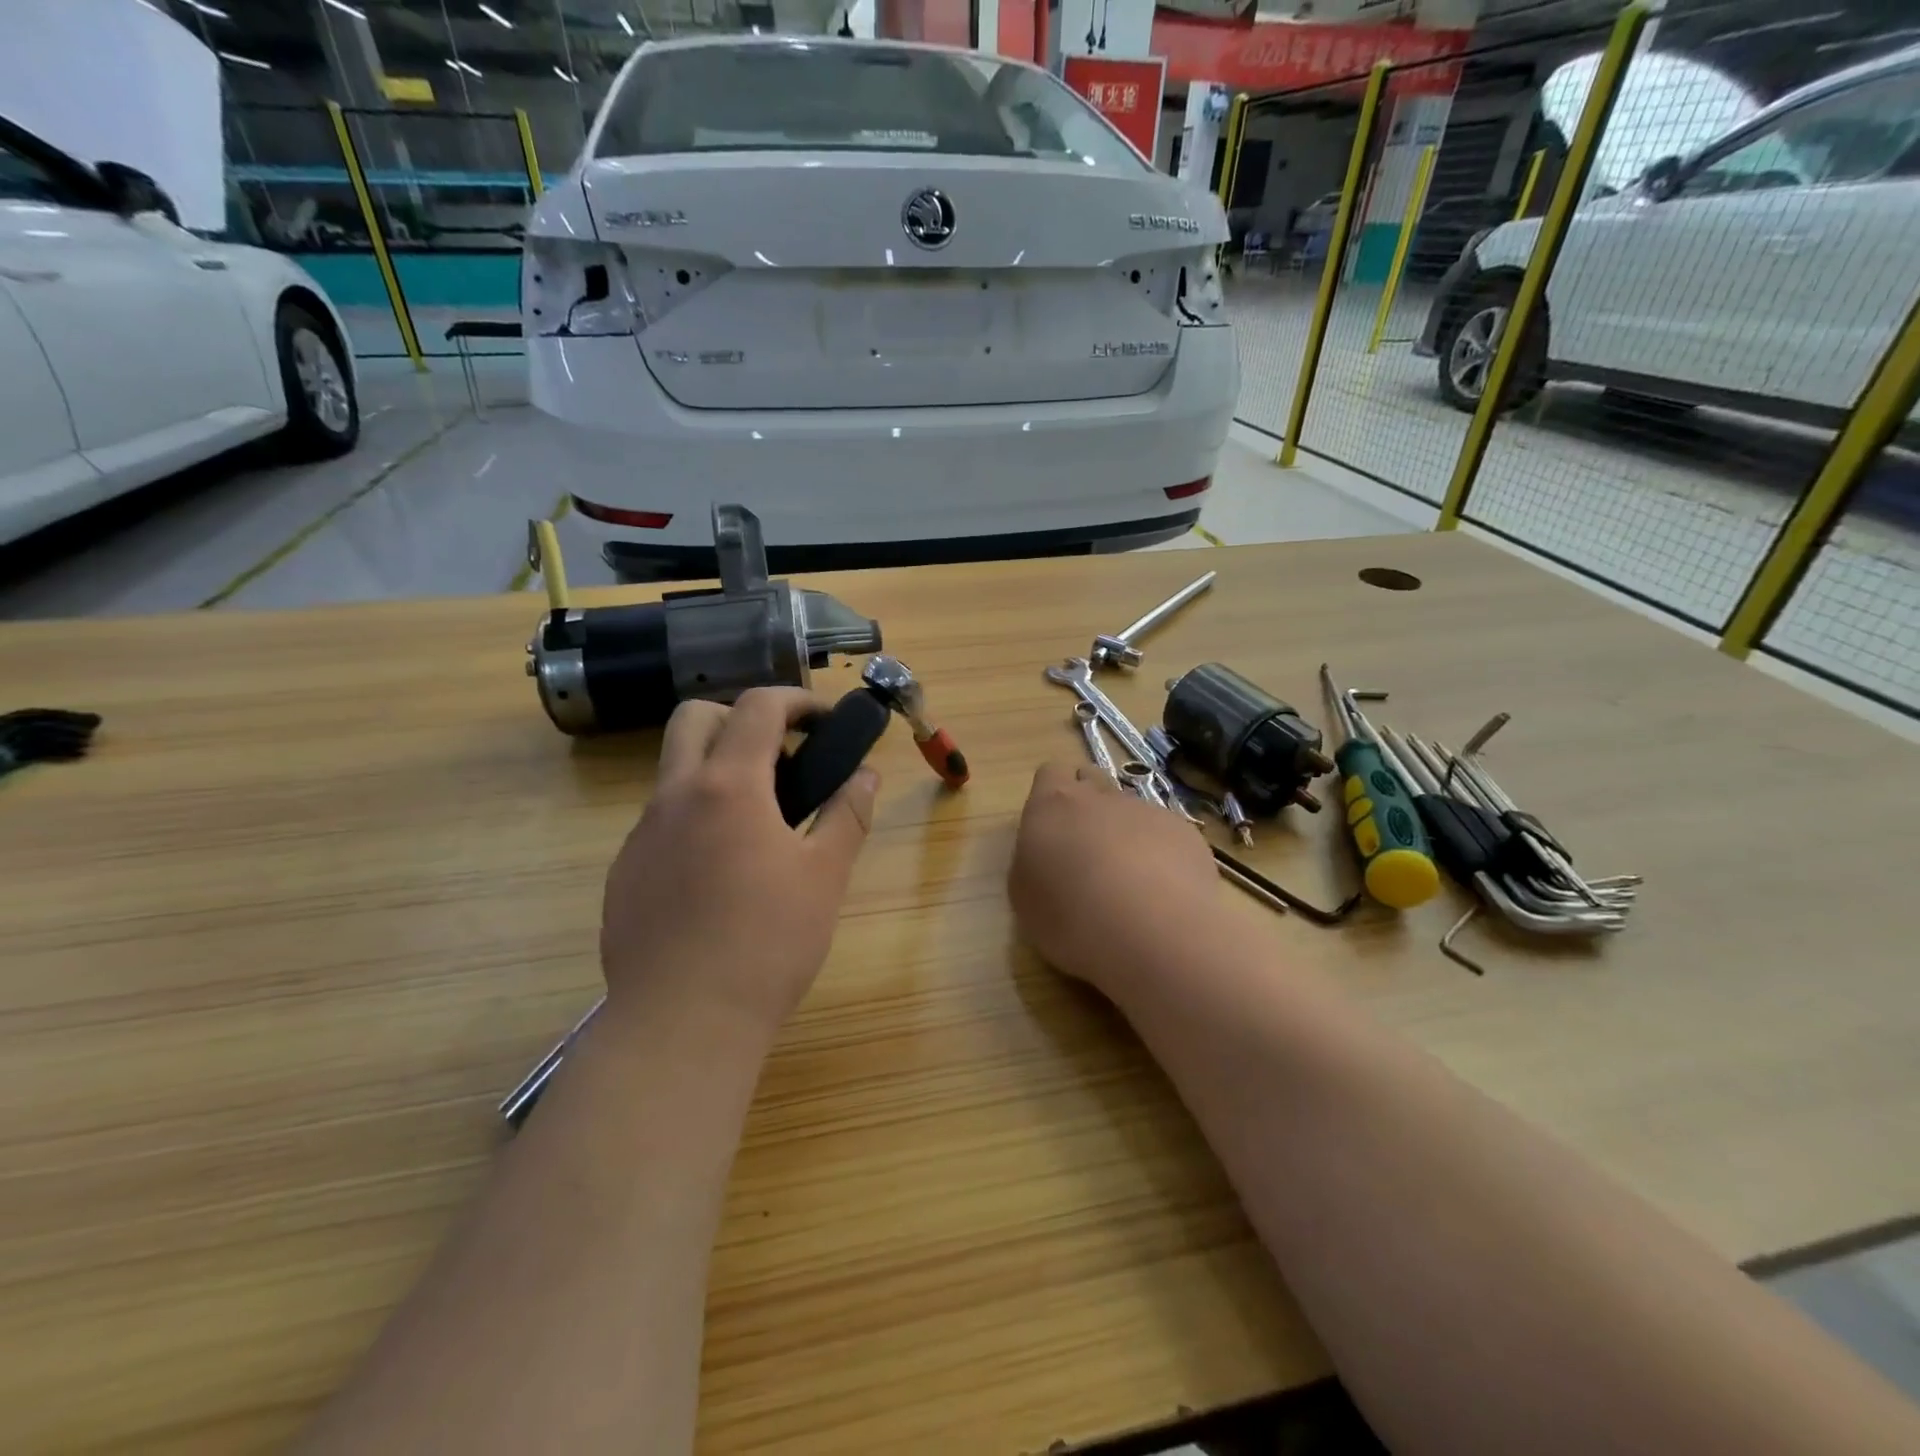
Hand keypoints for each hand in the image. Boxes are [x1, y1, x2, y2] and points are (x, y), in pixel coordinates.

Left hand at [599, 688, 878, 1044]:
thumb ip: (848, 814)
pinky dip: (694, 815)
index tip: (824, 719)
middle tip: (782, 755)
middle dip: (741, 717)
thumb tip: (866, 775)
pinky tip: (719, 870)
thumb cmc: (768, 942)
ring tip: (758, 820)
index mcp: (728, 786)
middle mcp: (675, 796)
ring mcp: (641, 834)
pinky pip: (660, 820)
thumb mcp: (825, 875)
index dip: (796, 700)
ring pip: (674, 770)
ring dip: (716, 768)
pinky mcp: (624, 872)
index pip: (758, 707)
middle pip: (695, 717)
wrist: (683, 1022)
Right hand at [1009, 763, 1220, 995]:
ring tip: (1127, 882)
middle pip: (1092, 780)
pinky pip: (1166, 834)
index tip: (1051, 827)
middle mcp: (1100, 797)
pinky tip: (1161, 893)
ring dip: (1125, 833)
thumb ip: (1031, 862)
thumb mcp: (1025, 897)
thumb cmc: (1071, 917)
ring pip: (1130, 810)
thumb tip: (1044, 854)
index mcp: (1053, 804)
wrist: (1154, 933)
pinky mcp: (1185, 833)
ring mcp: (1147, 810)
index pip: (1050, 772)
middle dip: (1088, 806)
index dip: (1051, 794)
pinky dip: (1160, 854)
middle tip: (1084, 852)